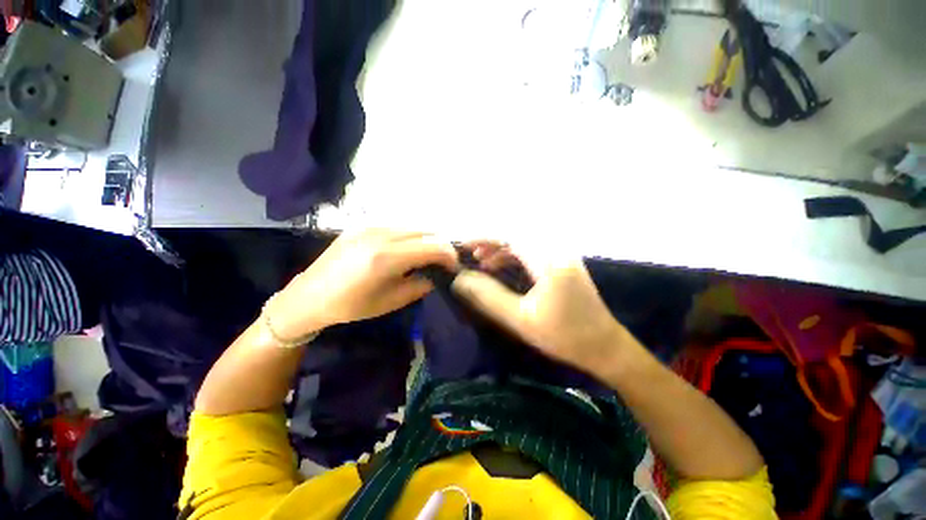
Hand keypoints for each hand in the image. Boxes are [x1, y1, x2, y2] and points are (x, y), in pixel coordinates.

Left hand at [271, 229, 457, 339]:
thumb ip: (421, 284)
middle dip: (441, 245)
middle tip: (443, 262)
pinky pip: (398, 227)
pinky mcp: (363, 225)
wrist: (310, 295)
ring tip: (427, 256)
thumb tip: (436, 274)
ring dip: (427, 240)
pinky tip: (406, 250)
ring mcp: (371, 226)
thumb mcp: (392, 301)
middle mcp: (382, 234)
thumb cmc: (352, 305)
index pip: (434, 246)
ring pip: (413, 226)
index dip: (450, 255)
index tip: (453, 267)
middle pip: (427, 231)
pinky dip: (411, 236)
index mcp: (388, 256)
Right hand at [453, 242, 635, 380]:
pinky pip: (530, 250)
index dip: (483, 237)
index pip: (510, 235)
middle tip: (469, 254)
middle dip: (489, 241)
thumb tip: (460, 280)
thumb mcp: (521, 319)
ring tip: (480, 261)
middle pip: (516, 233)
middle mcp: (556, 249)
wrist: (605, 347)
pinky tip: (500, 266)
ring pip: (523, 241)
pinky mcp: (560, 263)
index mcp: (549, 260)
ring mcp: (560, 254)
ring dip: (500, 248)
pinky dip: (511, 255)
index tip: (463, 246)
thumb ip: (488, 297)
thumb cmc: (565, 336)